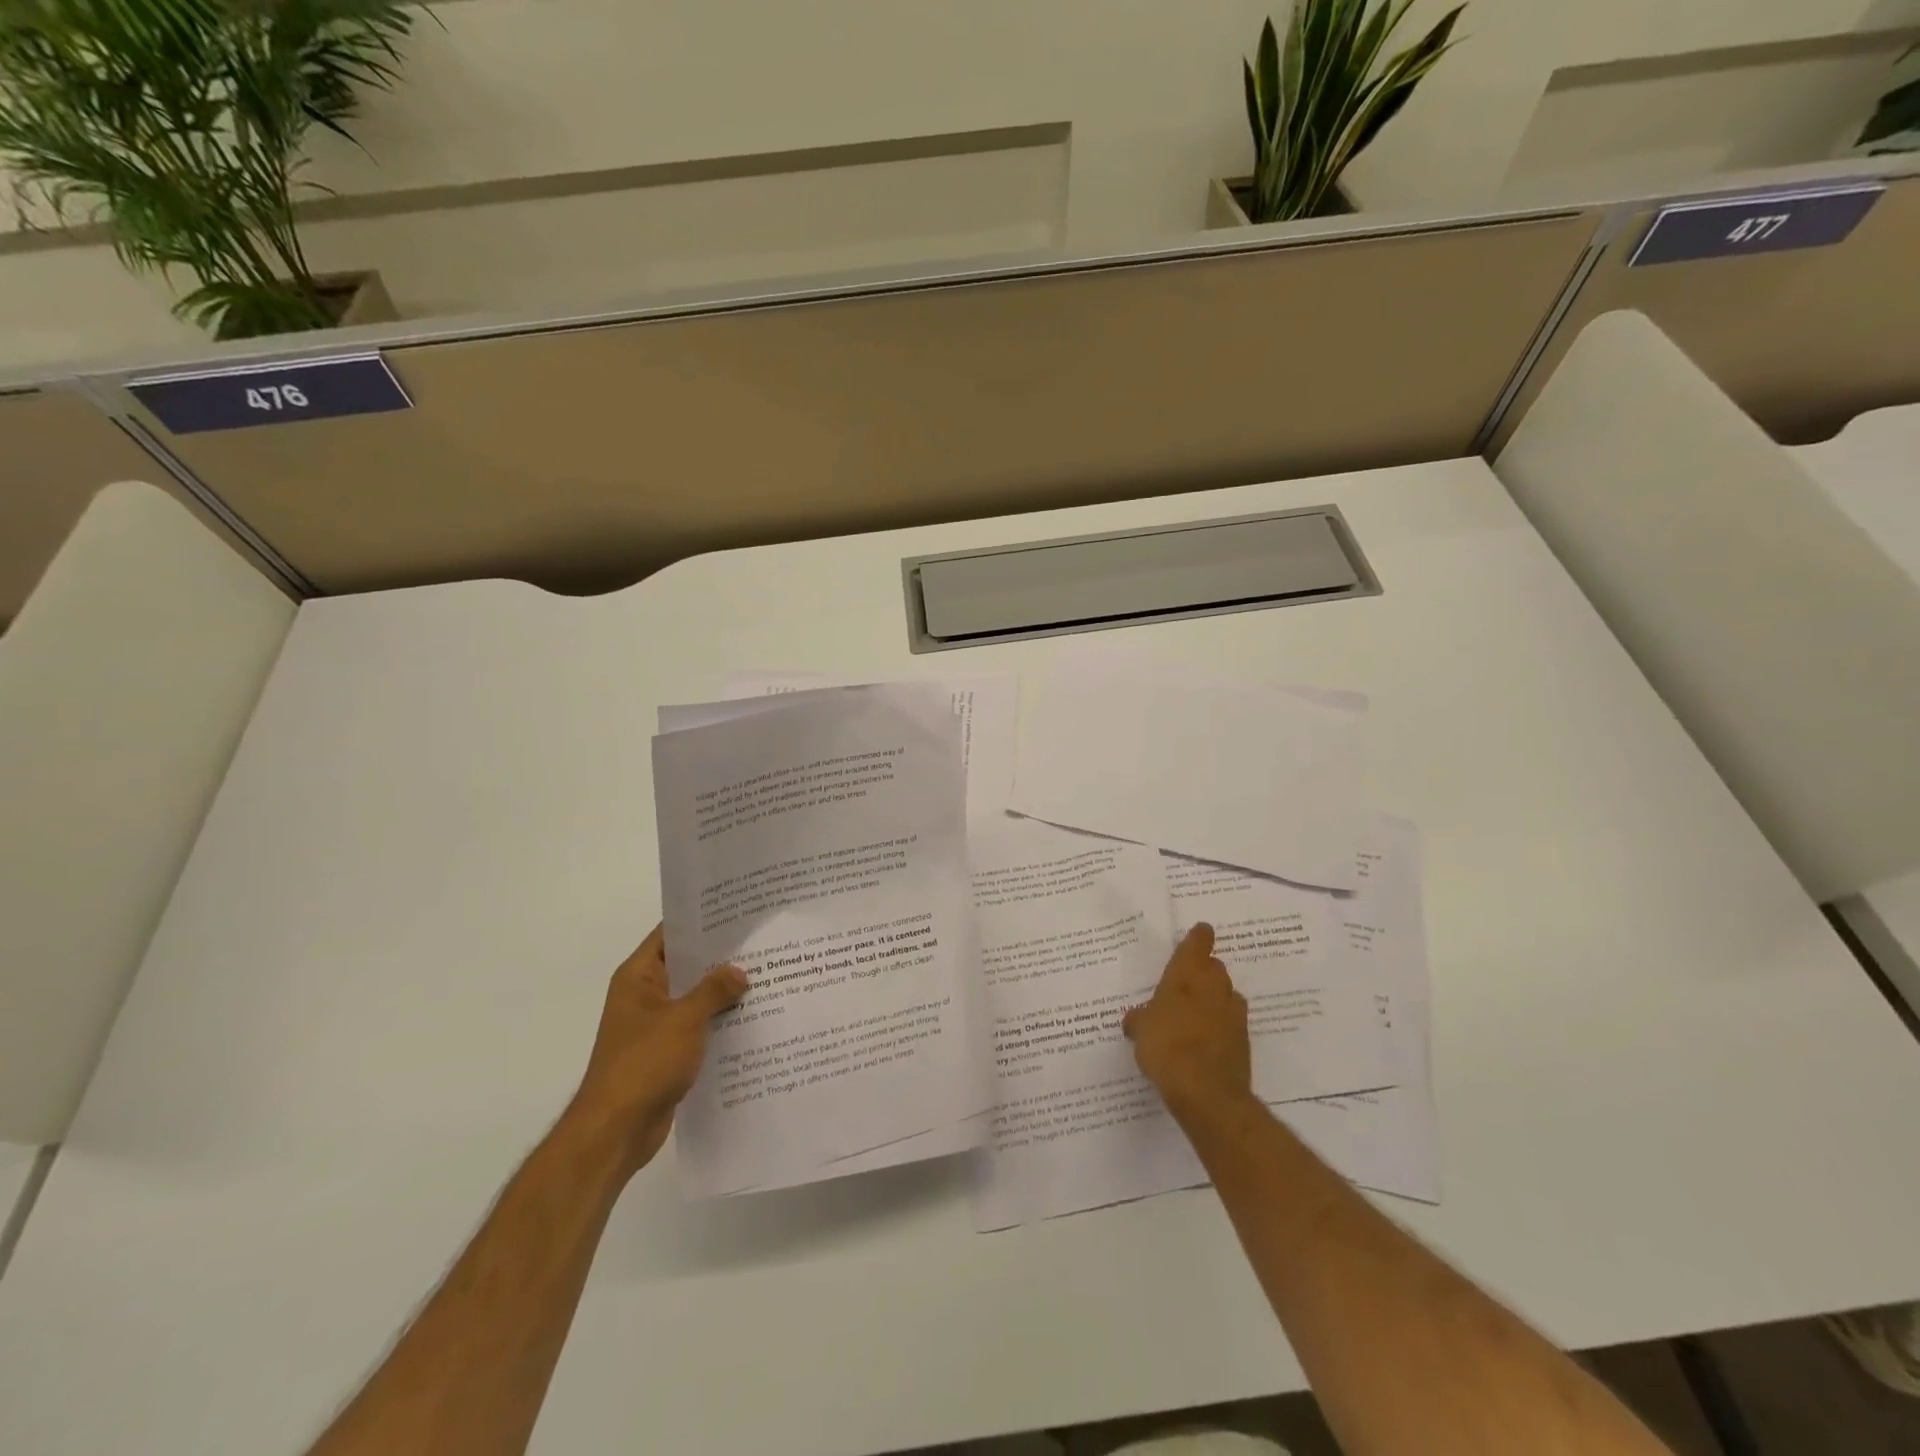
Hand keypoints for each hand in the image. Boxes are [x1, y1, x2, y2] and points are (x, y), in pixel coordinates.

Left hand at [567, 924, 746, 1176]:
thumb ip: (714, 990)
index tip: (736, 912)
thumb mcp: (684, 1019)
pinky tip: (753, 1018)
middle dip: (721, 958)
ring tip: (766, 976)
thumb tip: (740, 972)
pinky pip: (698, 1028)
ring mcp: (655, 1026)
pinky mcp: (667, 1054)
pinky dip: (720, 1022)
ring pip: (695, 999)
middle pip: (686, 966)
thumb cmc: (644, 1063)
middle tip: (762, 942)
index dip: (700, 922)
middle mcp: (645, 996)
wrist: (615, 1131)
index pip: (670, 935)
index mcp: (638, 977)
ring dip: (724, 993)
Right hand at [1123, 923, 1252, 1120]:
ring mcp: (1233, 1014)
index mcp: (1187, 974)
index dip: (1199, 937)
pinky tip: (1205, 1041)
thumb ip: (1138, 1019)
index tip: (1199, 933)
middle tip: (1184, 983)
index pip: (1199, 942)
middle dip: (1203, 972)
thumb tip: (1134, 1019)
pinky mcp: (1244, 1041)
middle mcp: (1214, 986)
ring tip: (1195, 1015)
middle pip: (1215, 967)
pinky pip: (1231, 1023)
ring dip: (1215, 999)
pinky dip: (1221, 1026)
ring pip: (1226, 995)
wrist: (1207, 1093)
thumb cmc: (1166, 1047)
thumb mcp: (1140, 1030)